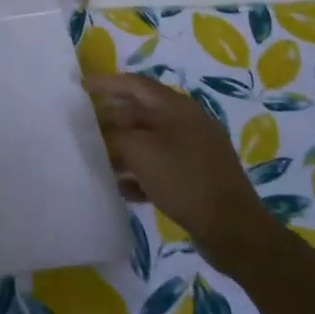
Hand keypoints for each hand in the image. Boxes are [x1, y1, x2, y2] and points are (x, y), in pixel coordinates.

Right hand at [84, 73, 266, 271]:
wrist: (233, 229)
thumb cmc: (184, 180)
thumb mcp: (141, 152)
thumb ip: (115, 137)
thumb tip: (101, 134)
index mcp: (177, 107)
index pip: (135, 85)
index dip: (107, 84)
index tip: (81, 86)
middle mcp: (187, 122)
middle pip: (141, 113)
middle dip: (111, 120)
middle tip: (83, 128)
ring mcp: (194, 150)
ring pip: (150, 142)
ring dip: (123, 149)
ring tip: (96, 160)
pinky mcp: (196, 177)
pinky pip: (161, 167)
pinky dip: (140, 173)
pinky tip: (122, 188)